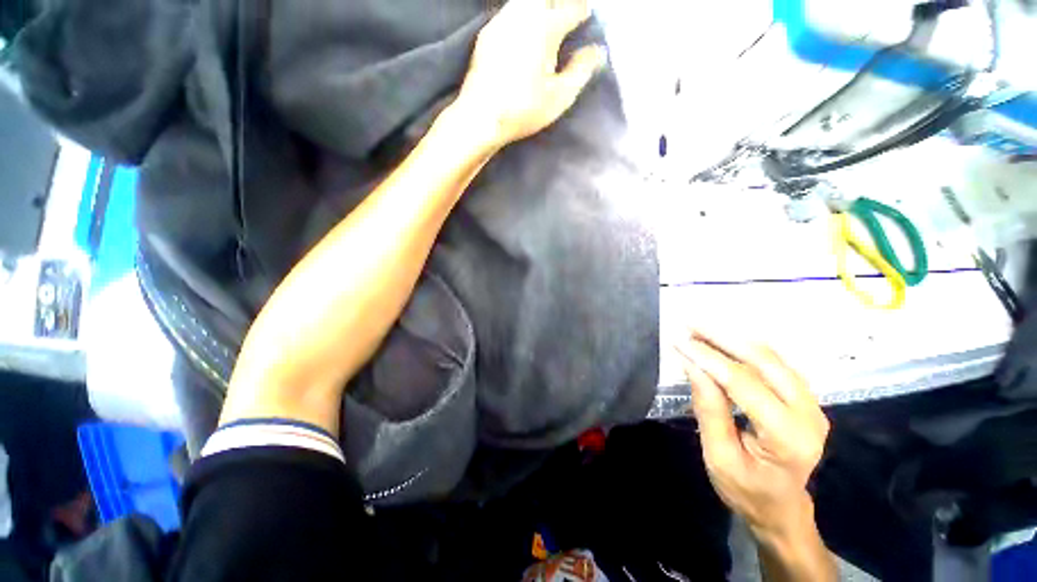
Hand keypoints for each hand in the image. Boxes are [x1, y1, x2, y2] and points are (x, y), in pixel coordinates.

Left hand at [455, 0, 605, 148]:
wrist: (481, 117)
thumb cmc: (523, 109)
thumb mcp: (560, 97)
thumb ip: (582, 70)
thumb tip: (598, 51)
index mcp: (545, 27)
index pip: (572, 7)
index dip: (583, 12)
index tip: (586, 19)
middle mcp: (523, 14)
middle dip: (560, 3)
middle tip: (566, 18)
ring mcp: (502, 20)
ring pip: (526, 0)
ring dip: (541, 6)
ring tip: (547, 23)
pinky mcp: (487, 32)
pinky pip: (510, 11)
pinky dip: (523, 14)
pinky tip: (525, 32)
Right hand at [676, 329, 829, 539]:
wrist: (782, 508)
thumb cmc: (747, 489)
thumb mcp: (719, 457)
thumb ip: (709, 410)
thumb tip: (692, 365)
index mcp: (788, 438)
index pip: (744, 384)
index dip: (709, 359)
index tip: (680, 342)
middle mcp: (809, 415)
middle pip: (765, 362)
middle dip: (723, 338)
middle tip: (690, 324)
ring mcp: (812, 404)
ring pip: (772, 357)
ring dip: (733, 338)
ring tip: (700, 328)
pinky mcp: (805, 397)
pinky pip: (774, 363)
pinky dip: (745, 347)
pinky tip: (722, 340)